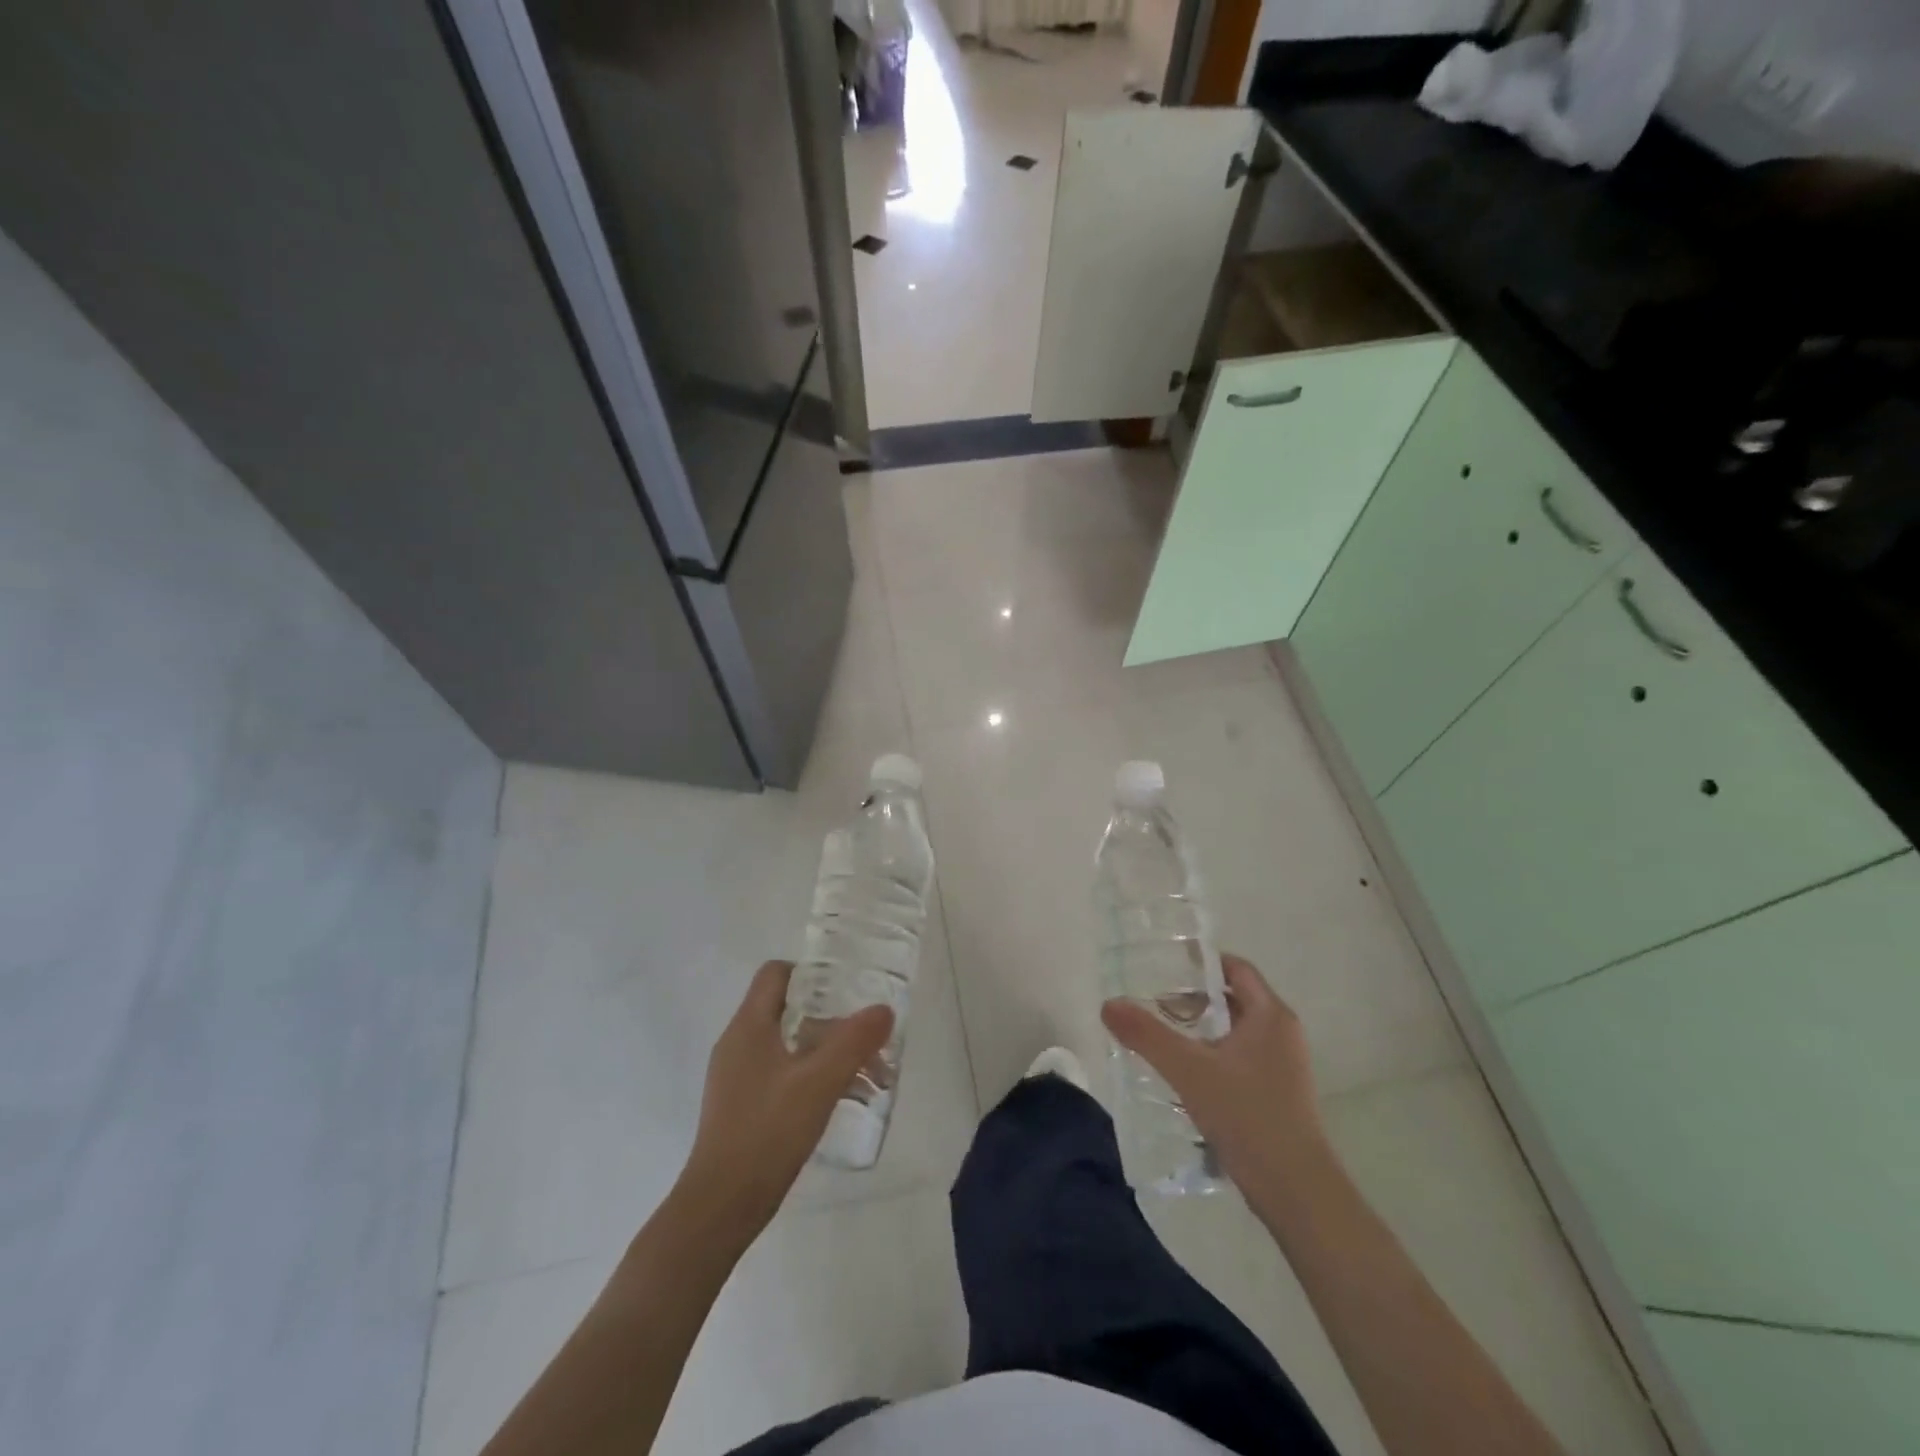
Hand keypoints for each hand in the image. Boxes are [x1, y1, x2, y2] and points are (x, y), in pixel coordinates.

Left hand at [678, 960, 893, 1235]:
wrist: (720, 1207)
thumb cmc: (767, 1132)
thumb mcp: (819, 1082)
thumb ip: (854, 1042)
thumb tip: (883, 1009)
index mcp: (749, 1026)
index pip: (776, 973)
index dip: (811, 973)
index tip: (847, 989)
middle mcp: (738, 1043)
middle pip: (790, 1011)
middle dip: (834, 1022)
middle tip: (869, 1039)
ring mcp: (737, 1077)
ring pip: (790, 1046)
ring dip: (829, 1054)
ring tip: (870, 1080)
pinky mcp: (742, 1106)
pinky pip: (783, 1074)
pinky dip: (813, 1077)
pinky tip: (843, 1101)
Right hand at [1100, 953, 1329, 1190]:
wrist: (1297, 1191)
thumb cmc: (1247, 1116)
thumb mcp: (1188, 1070)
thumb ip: (1146, 1034)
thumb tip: (1108, 1004)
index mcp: (1271, 1015)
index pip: (1236, 968)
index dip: (1201, 963)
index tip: (1165, 968)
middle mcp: (1282, 1032)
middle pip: (1234, 998)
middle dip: (1195, 999)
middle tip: (1154, 1005)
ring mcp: (1285, 1065)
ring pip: (1237, 1031)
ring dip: (1202, 1029)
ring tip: (1163, 1038)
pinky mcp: (1280, 1094)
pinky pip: (1242, 1058)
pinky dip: (1214, 1055)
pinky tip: (1187, 1076)